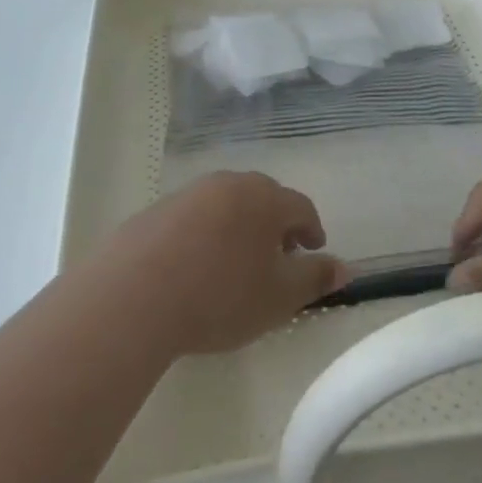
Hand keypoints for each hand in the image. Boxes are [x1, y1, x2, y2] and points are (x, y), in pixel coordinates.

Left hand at [97, 172, 348, 355]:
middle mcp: (228, 184)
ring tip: (235, 264)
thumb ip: (315, 279)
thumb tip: (346, 267)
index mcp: (264, 199)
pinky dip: (203, 235)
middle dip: (274, 224)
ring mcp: (188, 194)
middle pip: (262, 198)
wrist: (135, 295)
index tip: (313, 251)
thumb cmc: (221, 296)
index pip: (300, 206)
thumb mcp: (279, 298)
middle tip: (277, 257)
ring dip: (237, 227)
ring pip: (225, 205)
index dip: (311, 230)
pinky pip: (192, 218)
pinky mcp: (155, 210)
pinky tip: (194, 267)